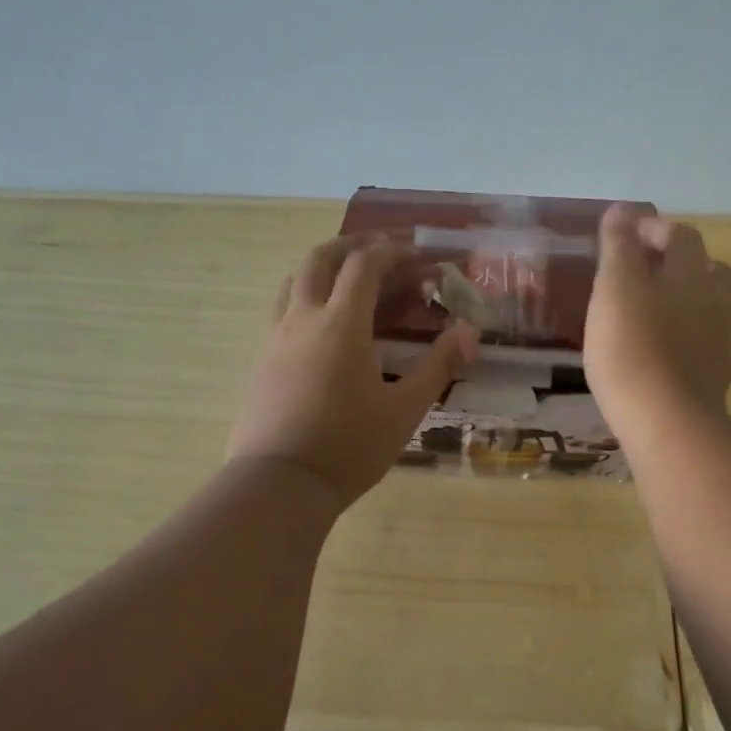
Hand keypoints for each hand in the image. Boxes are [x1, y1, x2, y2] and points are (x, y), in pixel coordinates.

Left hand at [227, 236, 476, 508]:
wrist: (279, 484)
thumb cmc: (349, 447)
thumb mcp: (405, 410)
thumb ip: (438, 366)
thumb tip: (470, 332)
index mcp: (341, 325)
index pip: (364, 265)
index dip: (391, 252)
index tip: (415, 257)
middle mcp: (303, 319)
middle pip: (320, 258)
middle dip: (352, 246)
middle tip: (379, 251)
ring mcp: (275, 338)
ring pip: (294, 280)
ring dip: (323, 267)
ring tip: (348, 281)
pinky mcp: (261, 360)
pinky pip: (282, 310)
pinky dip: (305, 297)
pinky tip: (322, 326)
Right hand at [584, 205, 730, 434]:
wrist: (665, 420)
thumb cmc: (631, 346)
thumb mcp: (614, 287)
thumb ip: (619, 246)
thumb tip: (623, 209)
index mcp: (691, 274)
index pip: (681, 235)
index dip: (654, 229)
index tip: (623, 236)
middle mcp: (716, 302)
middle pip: (712, 270)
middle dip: (684, 265)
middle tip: (649, 275)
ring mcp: (722, 342)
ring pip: (718, 310)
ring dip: (695, 303)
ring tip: (663, 313)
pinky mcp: (718, 378)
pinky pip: (714, 349)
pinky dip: (698, 343)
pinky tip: (677, 355)